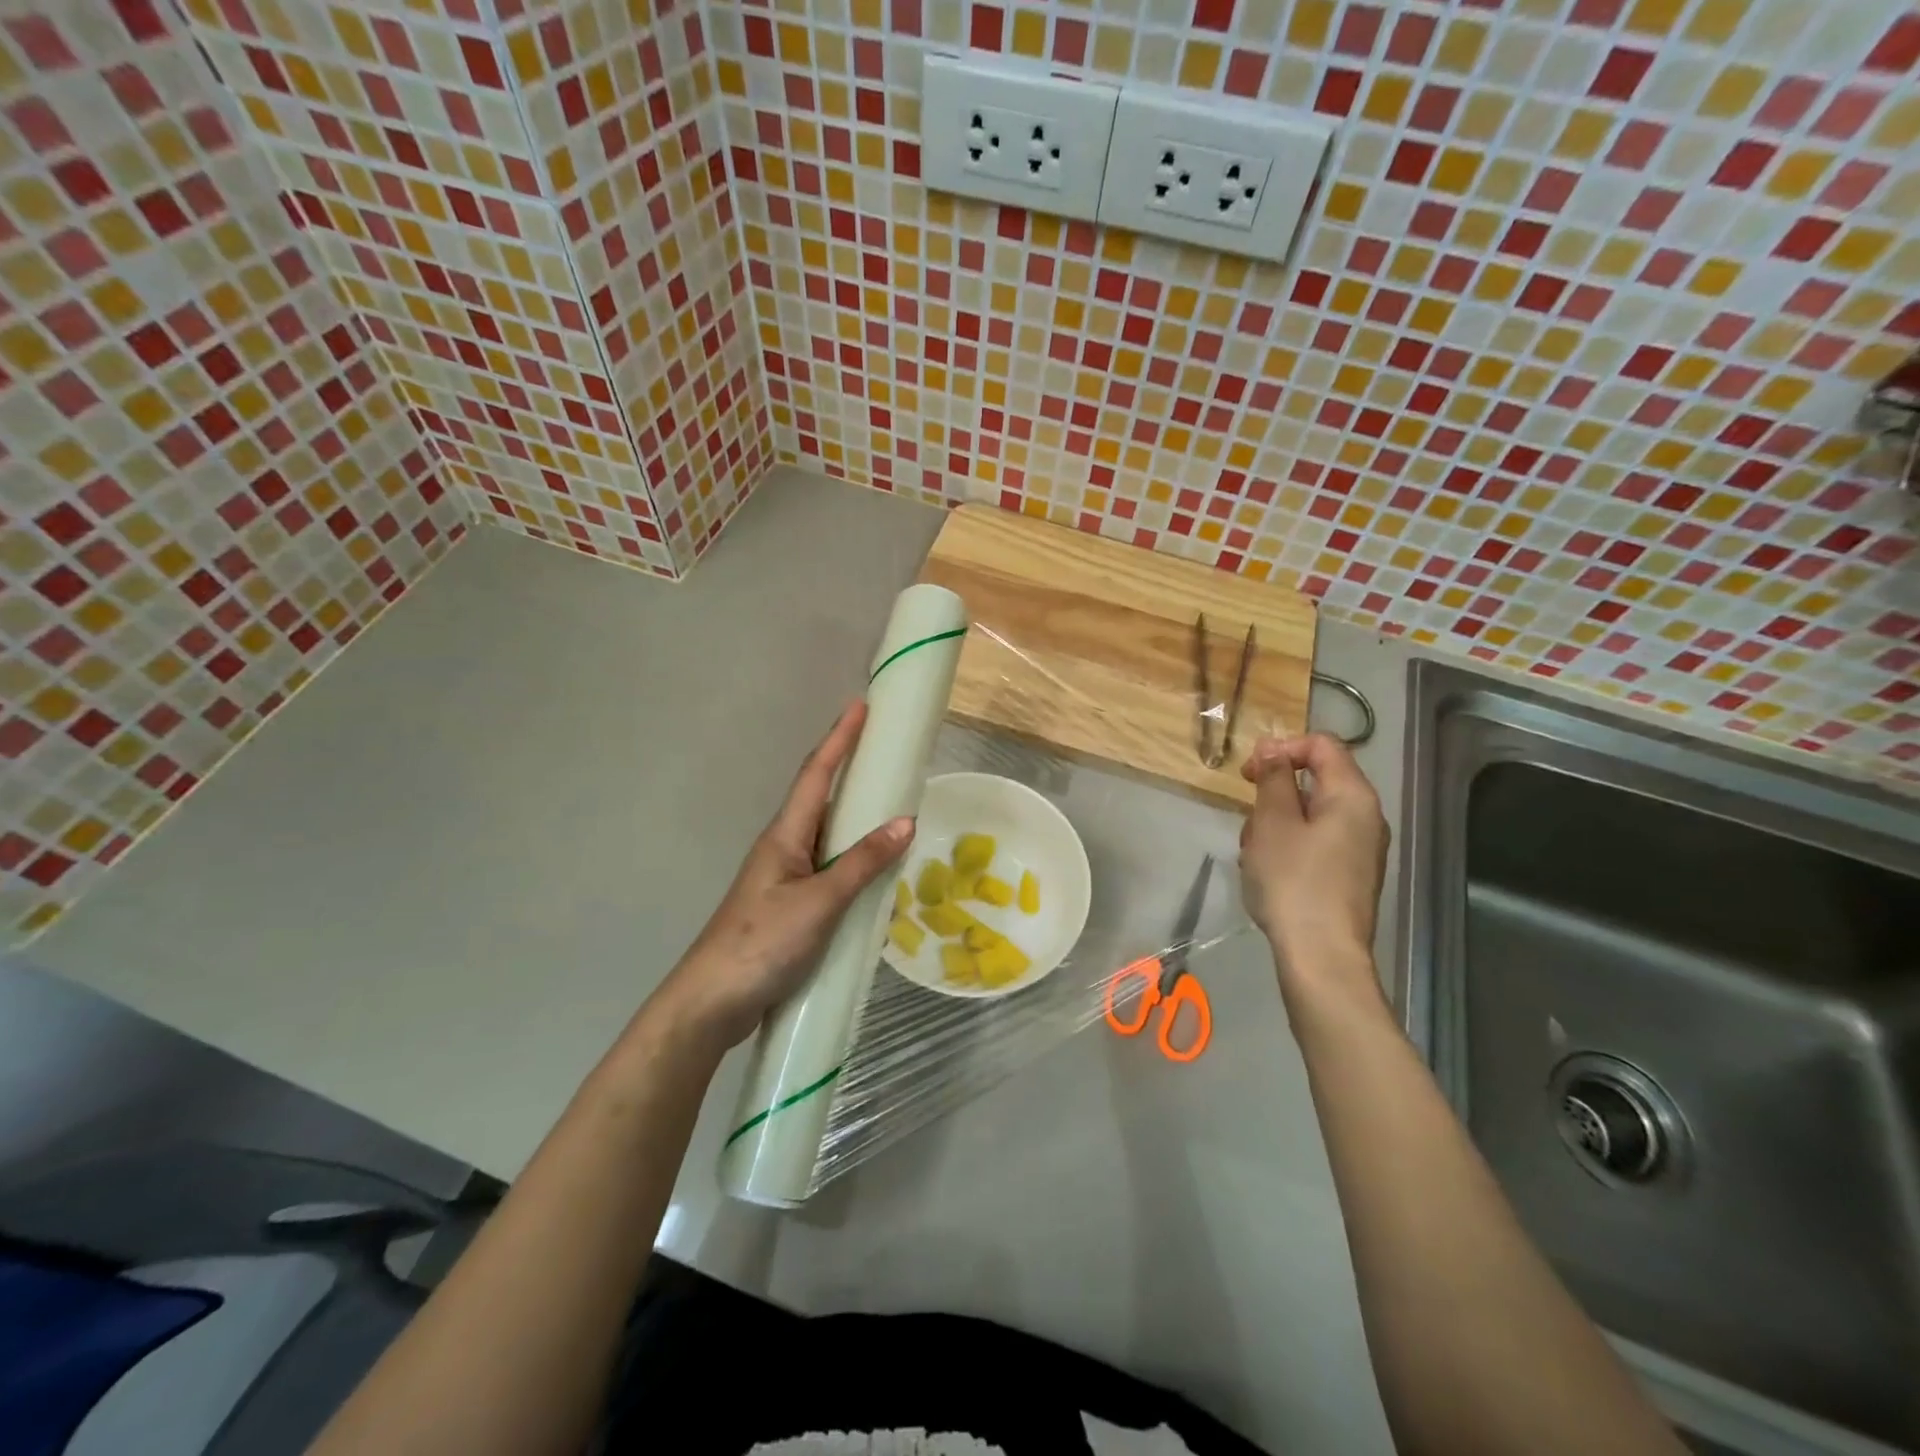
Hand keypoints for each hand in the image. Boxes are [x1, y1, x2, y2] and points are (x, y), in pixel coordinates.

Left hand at [651, 701, 912, 1051]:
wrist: (711, 1003)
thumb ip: (862, 864)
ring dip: (854, 818)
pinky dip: (853, 861)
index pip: (816, 774)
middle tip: (886, 754)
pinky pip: (828, 870)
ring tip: (890, 807)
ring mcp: (784, 878)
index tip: (860, 706)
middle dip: (849, 770)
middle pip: (820, 798)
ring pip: (825, 836)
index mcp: (785, 835)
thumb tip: (905, 822)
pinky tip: (873, 874)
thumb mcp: (819, 902)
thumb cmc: (761, 943)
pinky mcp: (789, 907)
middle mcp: (783, 848)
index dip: (839, 739)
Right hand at [1239, 733, 1389, 1003]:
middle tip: (1248, 818)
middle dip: (1275, 792)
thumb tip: (1273, 748)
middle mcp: (1366, 817)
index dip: (1282, 748)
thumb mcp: (1272, 821)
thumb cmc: (1293, 880)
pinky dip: (1288, 846)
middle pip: (1316, 780)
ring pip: (1311, 814)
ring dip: (1276, 823)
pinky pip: (1316, 842)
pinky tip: (1267, 872)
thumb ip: (1273, 778)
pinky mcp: (1350, 875)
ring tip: (1253, 852)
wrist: (1321, 955)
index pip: (1322, 745)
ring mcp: (1361, 849)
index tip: (1249, 773)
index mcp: (1353, 795)